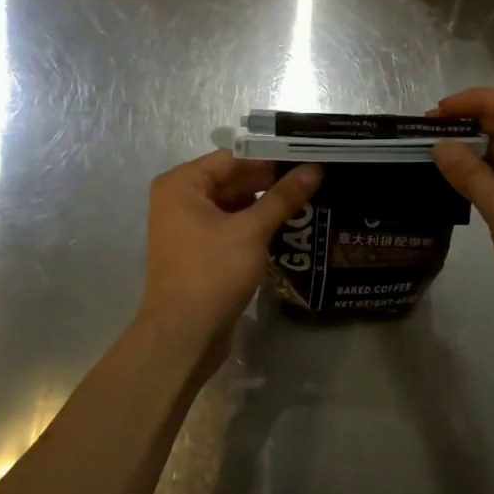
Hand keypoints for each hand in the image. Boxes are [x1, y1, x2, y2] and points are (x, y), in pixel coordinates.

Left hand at [135, 151, 320, 363]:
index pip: (234, 158)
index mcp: (182, 184)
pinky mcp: (198, 251)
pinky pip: (230, 227)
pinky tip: (286, 227)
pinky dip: (254, 225)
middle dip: (271, 181)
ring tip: (308, 199)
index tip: (307, 156)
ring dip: (265, 204)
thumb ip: (283, 197)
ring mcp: (187, 227)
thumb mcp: (252, 231)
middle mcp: (179, 199)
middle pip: (233, 180)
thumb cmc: (212, 272)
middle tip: (314, 178)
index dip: (271, 157)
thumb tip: (314, 169)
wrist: (182, 336)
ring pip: (233, 205)